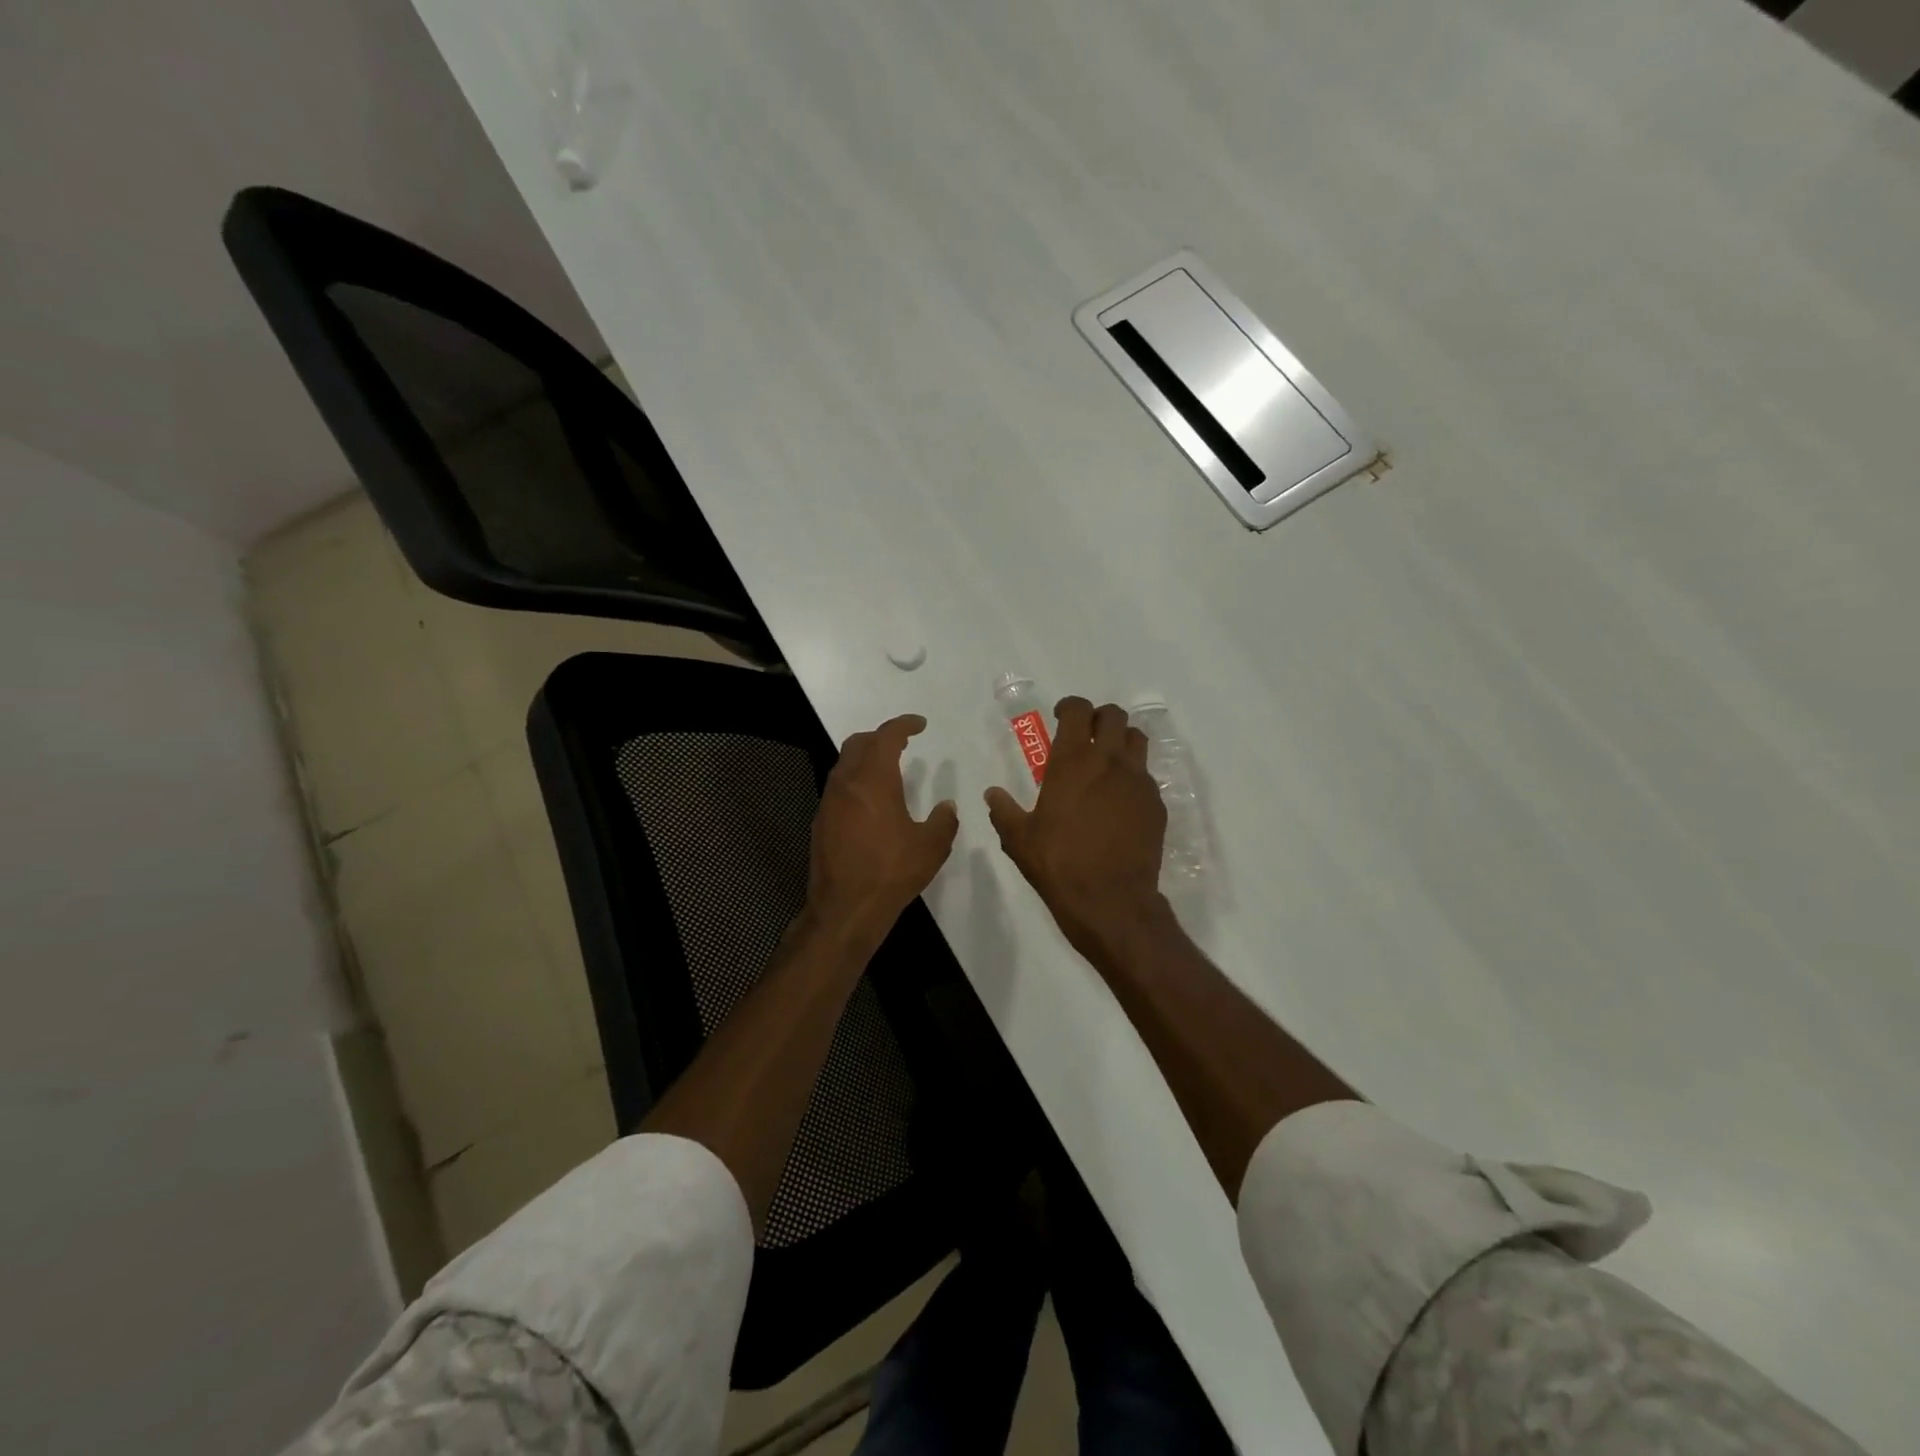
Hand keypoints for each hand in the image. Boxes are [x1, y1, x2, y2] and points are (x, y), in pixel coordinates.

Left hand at [809, 714, 958, 946]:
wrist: (845, 908)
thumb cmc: (891, 872)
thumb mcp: (931, 846)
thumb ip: (943, 820)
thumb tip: (946, 807)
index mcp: (874, 780)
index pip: (886, 736)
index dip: (904, 725)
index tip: (920, 724)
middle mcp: (846, 783)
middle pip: (858, 743)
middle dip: (880, 737)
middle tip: (902, 743)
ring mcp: (829, 802)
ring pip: (844, 765)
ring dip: (865, 759)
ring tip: (888, 770)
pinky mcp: (821, 822)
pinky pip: (839, 787)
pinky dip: (856, 781)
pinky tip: (871, 802)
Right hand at [984, 697, 1167, 959]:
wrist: (1111, 901)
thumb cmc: (1058, 865)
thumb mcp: (1019, 839)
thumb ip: (1003, 810)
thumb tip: (992, 793)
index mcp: (1073, 762)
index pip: (1077, 711)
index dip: (1069, 706)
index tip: (1060, 716)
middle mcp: (1109, 762)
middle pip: (1113, 716)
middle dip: (1098, 718)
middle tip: (1085, 735)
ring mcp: (1138, 781)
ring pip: (1137, 739)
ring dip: (1122, 740)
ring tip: (1107, 760)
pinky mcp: (1156, 804)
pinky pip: (1146, 776)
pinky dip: (1133, 776)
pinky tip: (1120, 800)